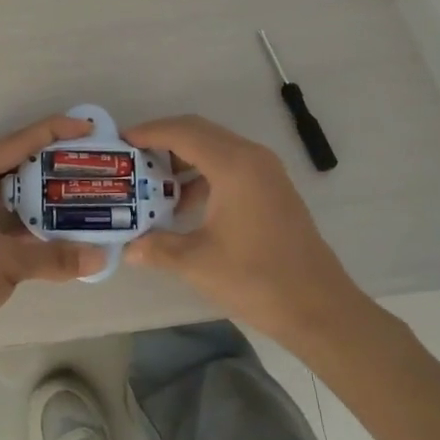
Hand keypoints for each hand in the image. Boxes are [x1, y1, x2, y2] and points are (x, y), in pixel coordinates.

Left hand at [0, 116, 105, 366]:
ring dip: (39, 187)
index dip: (52, 131)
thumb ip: (54, 257)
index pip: (15, 143)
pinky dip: (29, 215)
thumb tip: (101, 257)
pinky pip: (5, 213)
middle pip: (12, 160)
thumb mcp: (5, 264)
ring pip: (9, 188)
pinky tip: (57, 222)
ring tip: (77, 186)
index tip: (87, 129)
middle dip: (48, 157)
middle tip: (84, 158)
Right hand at [121, 114, 357, 342]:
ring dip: (183, 159)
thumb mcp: (197, 263)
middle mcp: (252, 157)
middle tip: (131, 159)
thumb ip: (157, 248)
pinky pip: (229, 166)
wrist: (319, 307)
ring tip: (151, 184)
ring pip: (215, 148)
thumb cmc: (257, 279)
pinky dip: (202, 174)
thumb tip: (127, 248)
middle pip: (199, 132)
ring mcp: (266, 172)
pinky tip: (184, 206)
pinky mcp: (272, 189)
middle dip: (162, 141)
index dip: (148, 132)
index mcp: (234, 166)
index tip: (120, 141)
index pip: (182, 132)